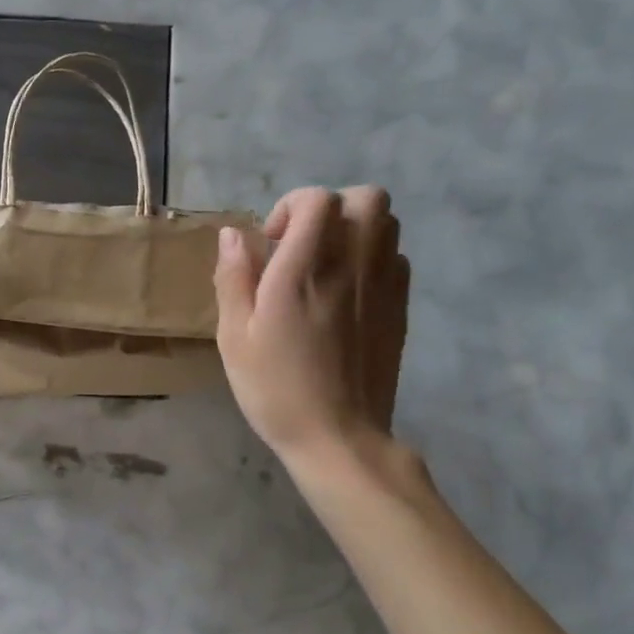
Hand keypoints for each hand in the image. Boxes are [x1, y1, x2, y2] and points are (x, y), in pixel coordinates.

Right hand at [213, 185, 409, 468]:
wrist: (338, 436)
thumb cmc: (275, 388)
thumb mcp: (234, 337)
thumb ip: (233, 279)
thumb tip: (233, 234)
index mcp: (304, 271)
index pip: (318, 199)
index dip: (291, 206)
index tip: (271, 242)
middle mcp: (352, 266)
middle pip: (366, 198)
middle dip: (331, 207)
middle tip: (302, 244)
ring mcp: (384, 286)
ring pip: (388, 223)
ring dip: (354, 228)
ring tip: (324, 263)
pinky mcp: (399, 308)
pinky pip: (396, 258)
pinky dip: (372, 258)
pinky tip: (346, 291)